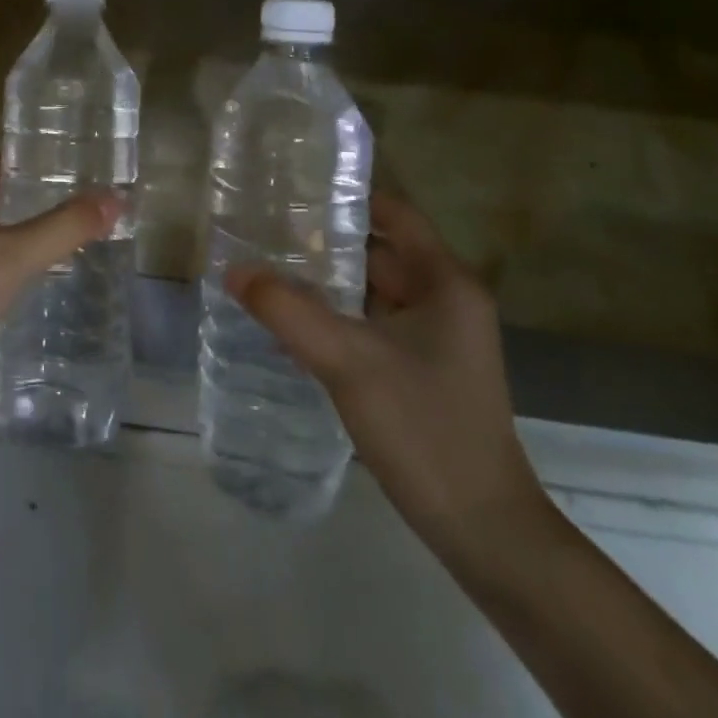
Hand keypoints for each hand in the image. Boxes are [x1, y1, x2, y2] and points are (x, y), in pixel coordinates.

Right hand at [226, 193, 549, 566]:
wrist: (484, 531)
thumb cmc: (424, 428)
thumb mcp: (348, 362)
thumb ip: (288, 310)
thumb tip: (233, 268)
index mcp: (444, 282)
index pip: (393, 214)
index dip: (347, 195)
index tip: (293, 186)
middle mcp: (445, 300)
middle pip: (379, 250)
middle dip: (324, 239)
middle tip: (264, 227)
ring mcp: (435, 338)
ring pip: (373, 290)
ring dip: (326, 280)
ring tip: (267, 266)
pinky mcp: (422, 369)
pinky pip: (372, 324)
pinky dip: (336, 316)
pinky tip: (291, 322)